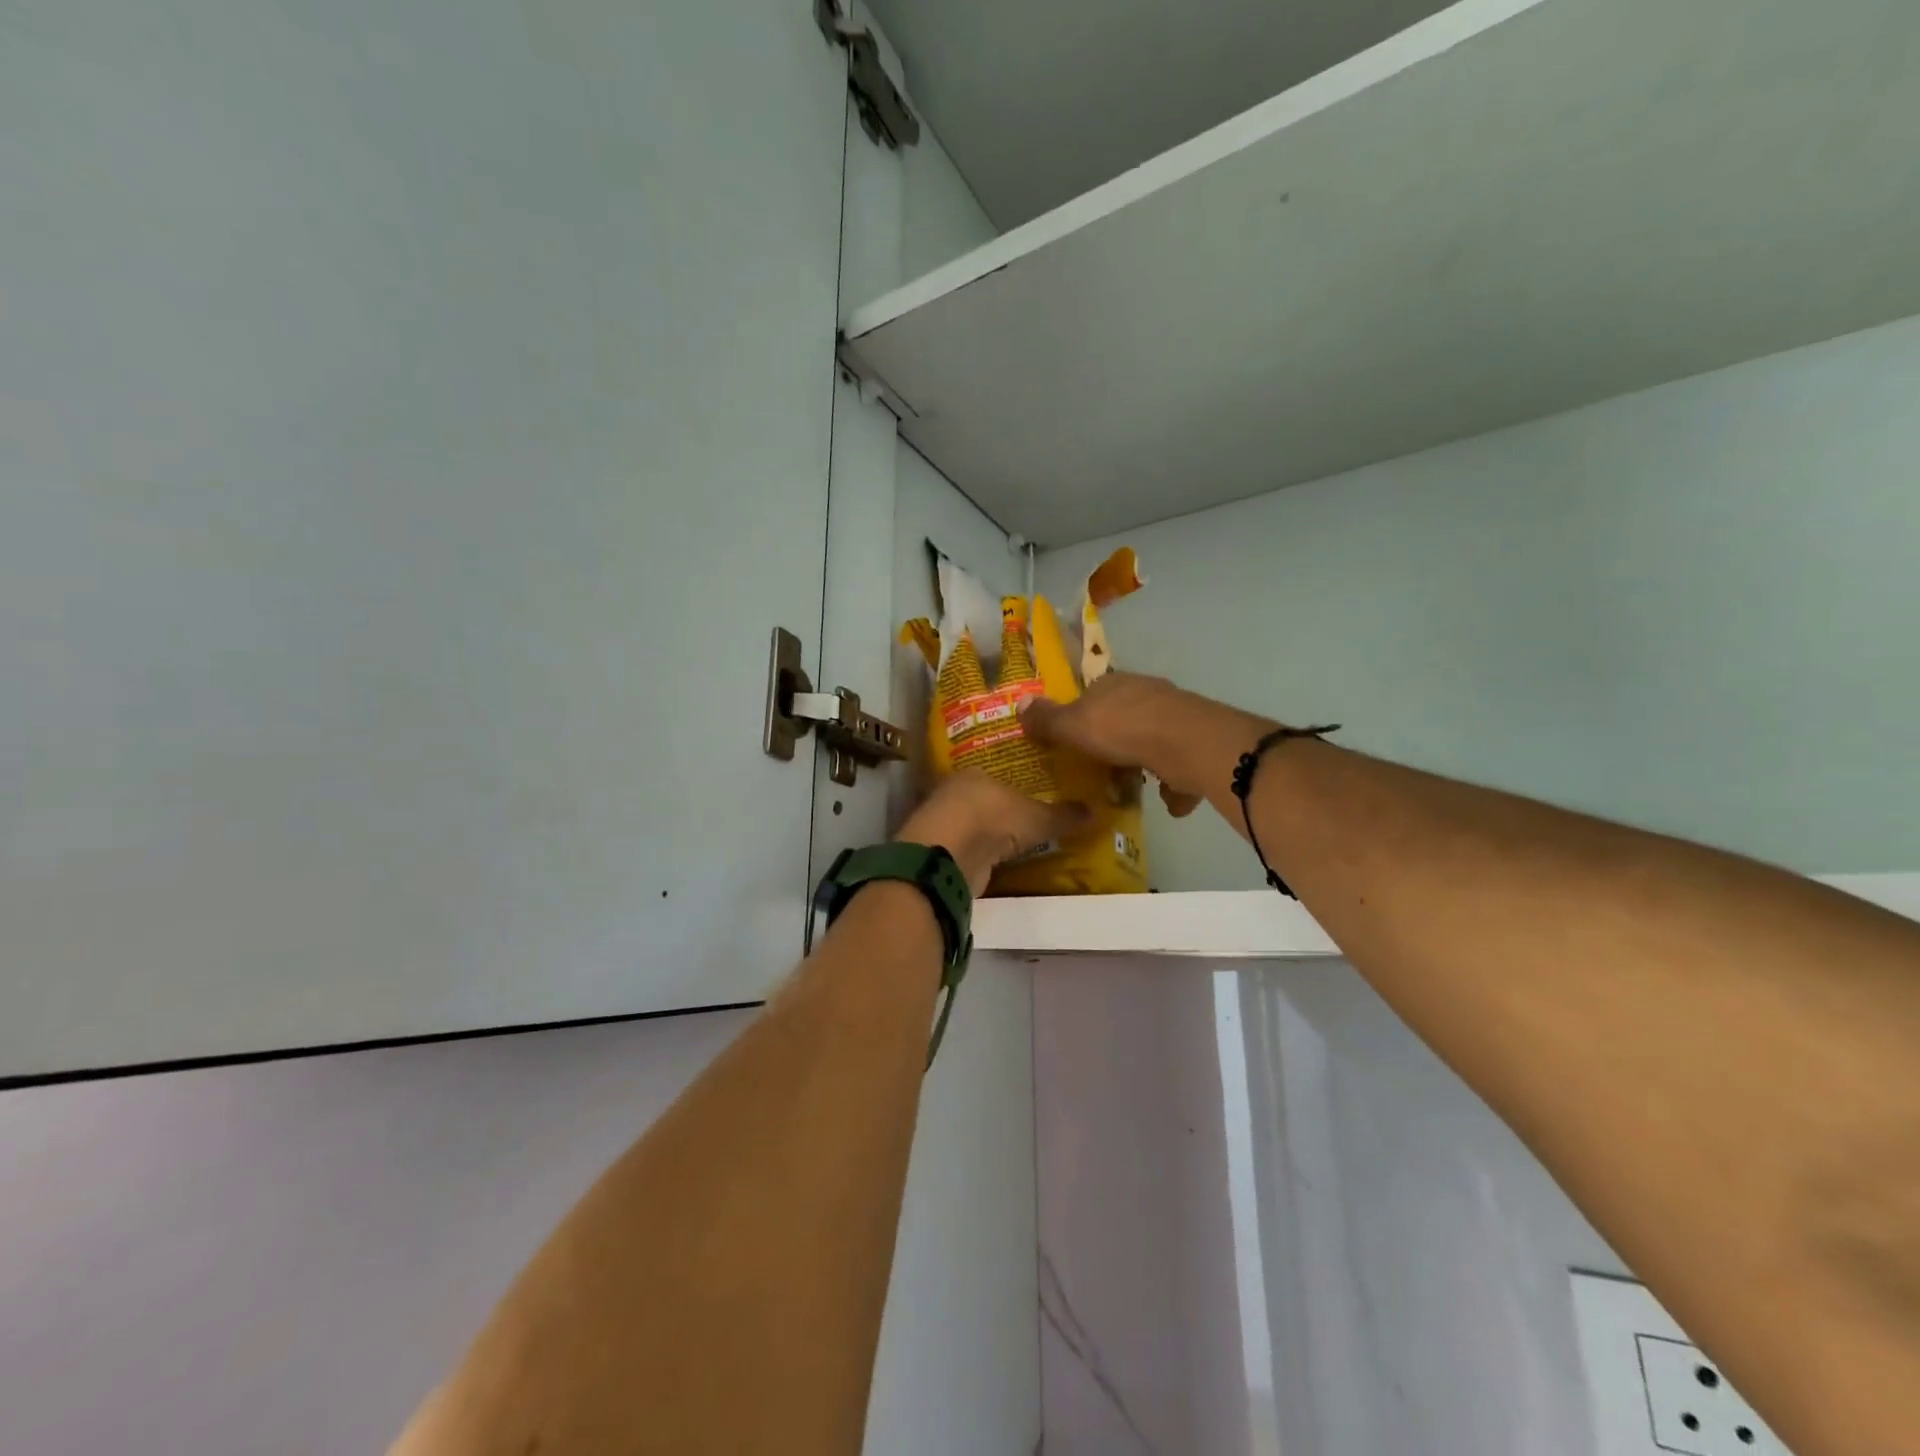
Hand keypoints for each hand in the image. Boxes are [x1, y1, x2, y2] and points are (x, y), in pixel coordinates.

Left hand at [895, 770, 1089, 896]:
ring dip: (987, 834)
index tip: (1031, 795)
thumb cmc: (993, 819)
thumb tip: (1094, 812)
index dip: (1014, 784)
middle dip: (1000, 810)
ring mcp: (943, 822)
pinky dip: (978, 855)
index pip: (997, 774)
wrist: (950, 854)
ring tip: (1013, 844)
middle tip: (1025, 821)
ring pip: (971, 824)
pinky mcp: (938, 850)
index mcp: (975, 772)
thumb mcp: (1037, 818)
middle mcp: (954, 791)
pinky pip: (966, 849)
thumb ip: (1062, 816)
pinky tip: (993, 862)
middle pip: (982, 799)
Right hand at [1019, 672, 1277, 817]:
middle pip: (1125, 716)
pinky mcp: (1198, 743)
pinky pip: (1181, 765)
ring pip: (1155, 739)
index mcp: (1114, 685)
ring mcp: (1175, 717)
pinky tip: (1168, 803)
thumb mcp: (1073, 726)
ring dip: (1145, 761)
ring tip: (1132, 787)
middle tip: (1102, 769)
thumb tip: (1019, 703)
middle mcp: (1146, 694)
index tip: (1075, 741)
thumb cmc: (1120, 730)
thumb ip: (1047, 719)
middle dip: (1115, 741)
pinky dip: (1175, 782)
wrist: (1184, 743)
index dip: (1082, 717)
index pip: (1093, 695)